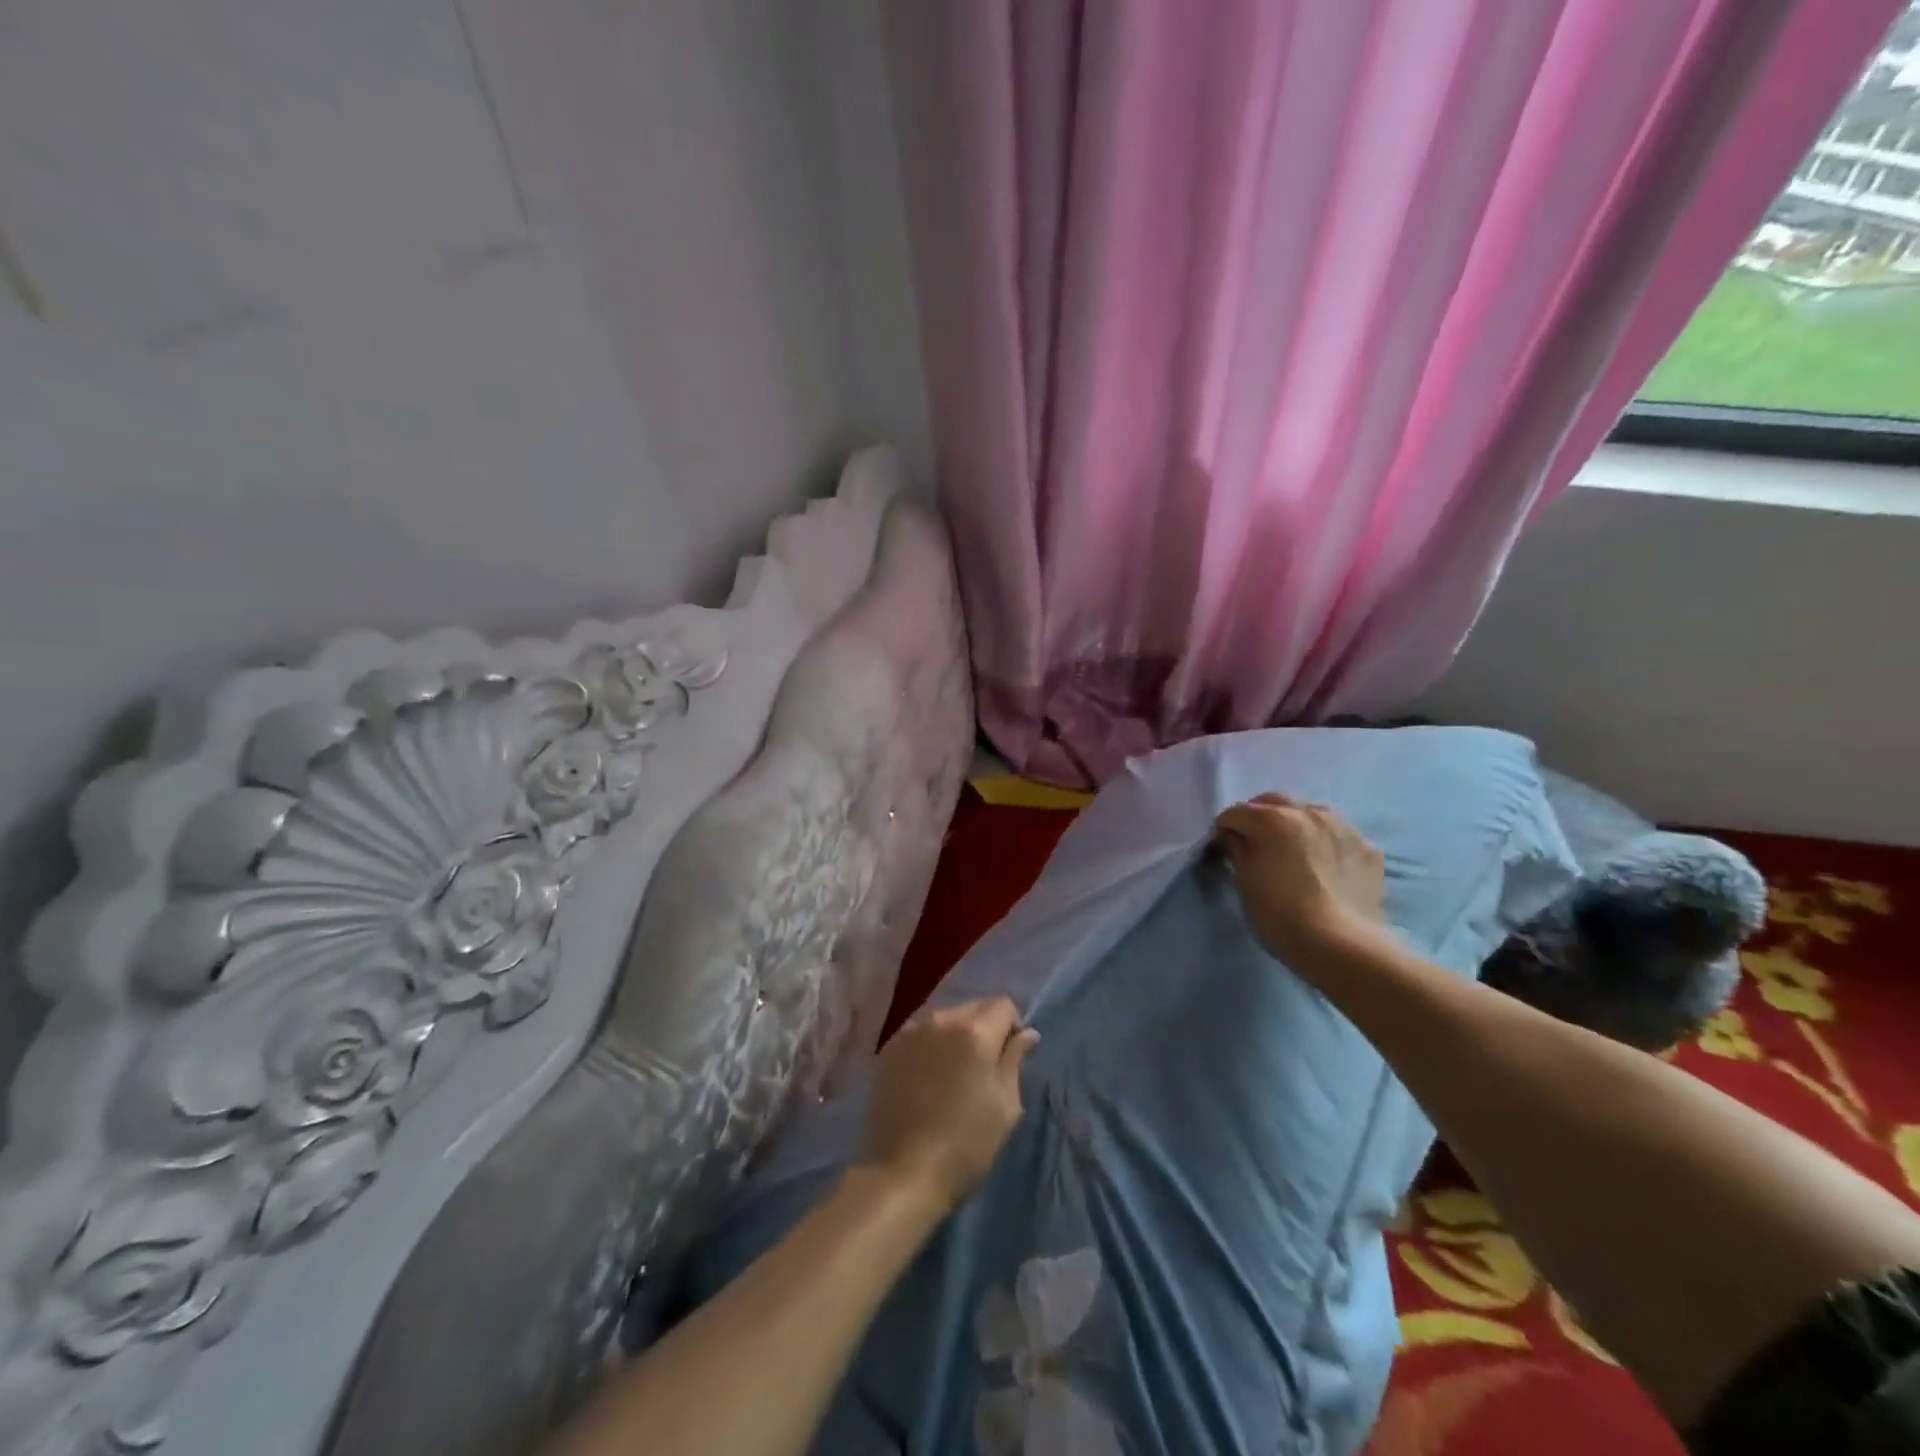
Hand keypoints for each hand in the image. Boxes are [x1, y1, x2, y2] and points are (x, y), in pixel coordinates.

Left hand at [861, 997, 1038, 1214]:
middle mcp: (941, 1020)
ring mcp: (910, 1032)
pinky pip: (921, 1033)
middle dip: (985, 1028)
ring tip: (954, 1075)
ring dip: (957, 1036)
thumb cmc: (965, 1145)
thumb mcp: (1005, 1106)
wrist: (902, 1173)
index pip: (1003, 1004)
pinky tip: (929, 1079)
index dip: (1013, 1026)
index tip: (1011, 1057)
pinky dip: (932, 1046)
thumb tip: (1026, 1032)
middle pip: (974, 1007)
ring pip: (946, 1019)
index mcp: (974, 1031)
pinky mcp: (890, 1049)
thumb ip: (1015, 1059)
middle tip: (984, 1069)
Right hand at [1214, 794, 1387, 968]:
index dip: (1225, 830)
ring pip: (1310, 812)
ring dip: (1295, 822)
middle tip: (1254, 842)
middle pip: (1273, 801)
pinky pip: (1338, 835)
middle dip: (1258, 816)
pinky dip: (1325, 842)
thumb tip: (1235, 837)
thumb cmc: (1280, 915)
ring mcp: (1343, 828)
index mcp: (1272, 819)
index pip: (1235, 813)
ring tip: (1292, 848)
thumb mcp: (1245, 882)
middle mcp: (1308, 812)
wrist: (1343, 946)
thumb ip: (1237, 851)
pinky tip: (1324, 865)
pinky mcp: (1368, 848)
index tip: (1224, 849)